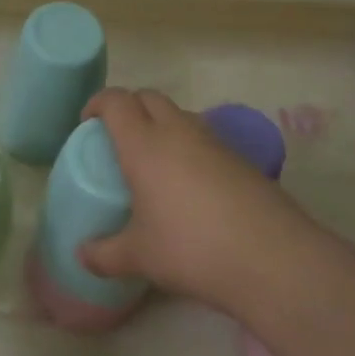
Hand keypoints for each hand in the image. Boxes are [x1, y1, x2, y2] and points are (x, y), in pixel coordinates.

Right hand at [79, 88, 319, 313]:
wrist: (272, 258)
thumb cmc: (191, 249)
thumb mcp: (140, 256)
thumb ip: (105, 254)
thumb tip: (82, 256)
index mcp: (145, 145)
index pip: (117, 101)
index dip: (98, 103)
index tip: (87, 122)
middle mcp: (179, 132)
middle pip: (150, 97)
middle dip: (130, 106)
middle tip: (117, 136)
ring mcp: (215, 143)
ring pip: (181, 115)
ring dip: (162, 124)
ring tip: (154, 160)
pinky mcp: (242, 159)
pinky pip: (206, 139)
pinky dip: (190, 147)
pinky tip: (190, 184)